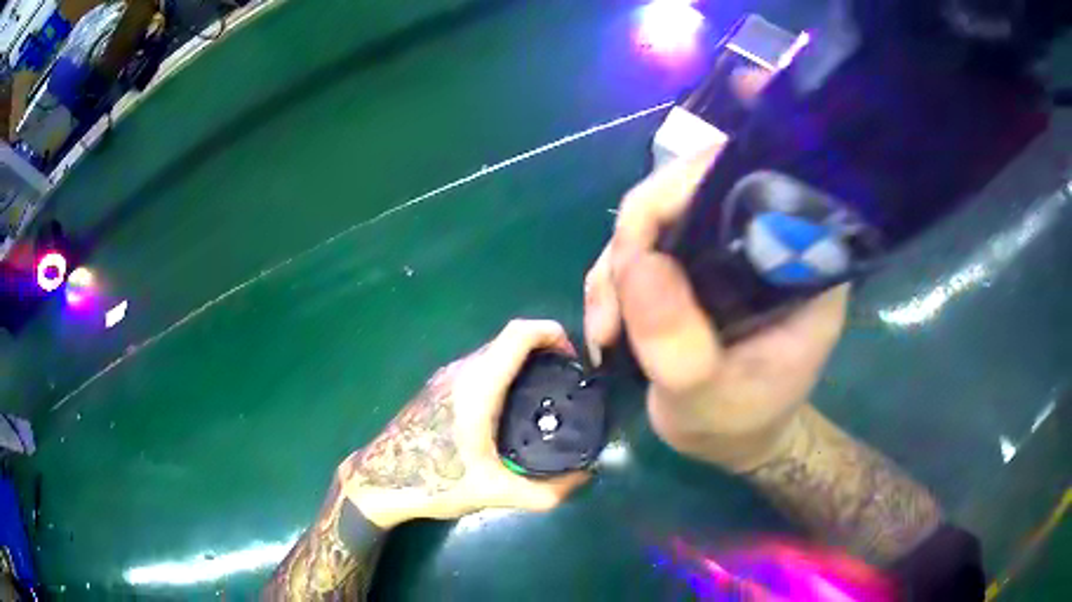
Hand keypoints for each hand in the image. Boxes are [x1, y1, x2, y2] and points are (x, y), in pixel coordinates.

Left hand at [338, 320, 589, 528]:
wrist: (378, 483)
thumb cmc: (433, 482)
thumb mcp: (495, 493)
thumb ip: (547, 491)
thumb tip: (585, 478)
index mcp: (478, 385)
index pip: (519, 333)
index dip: (553, 333)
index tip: (574, 361)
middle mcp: (461, 371)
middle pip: (510, 341)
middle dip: (545, 353)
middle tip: (566, 386)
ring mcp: (445, 377)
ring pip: (493, 354)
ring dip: (524, 365)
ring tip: (544, 400)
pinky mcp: (437, 388)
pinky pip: (479, 368)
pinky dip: (504, 375)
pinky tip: (510, 413)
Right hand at [584, 125, 848, 472]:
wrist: (734, 436)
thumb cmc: (739, 422)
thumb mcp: (708, 400)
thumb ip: (678, 344)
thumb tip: (636, 263)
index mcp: (797, 257)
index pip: (746, 182)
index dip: (685, 193)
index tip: (640, 252)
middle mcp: (762, 235)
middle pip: (687, 190)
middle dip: (634, 240)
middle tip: (610, 308)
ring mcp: (723, 245)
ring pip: (653, 217)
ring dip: (615, 268)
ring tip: (605, 333)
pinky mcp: (692, 260)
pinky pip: (639, 247)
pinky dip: (612, 280)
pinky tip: (607, 327)